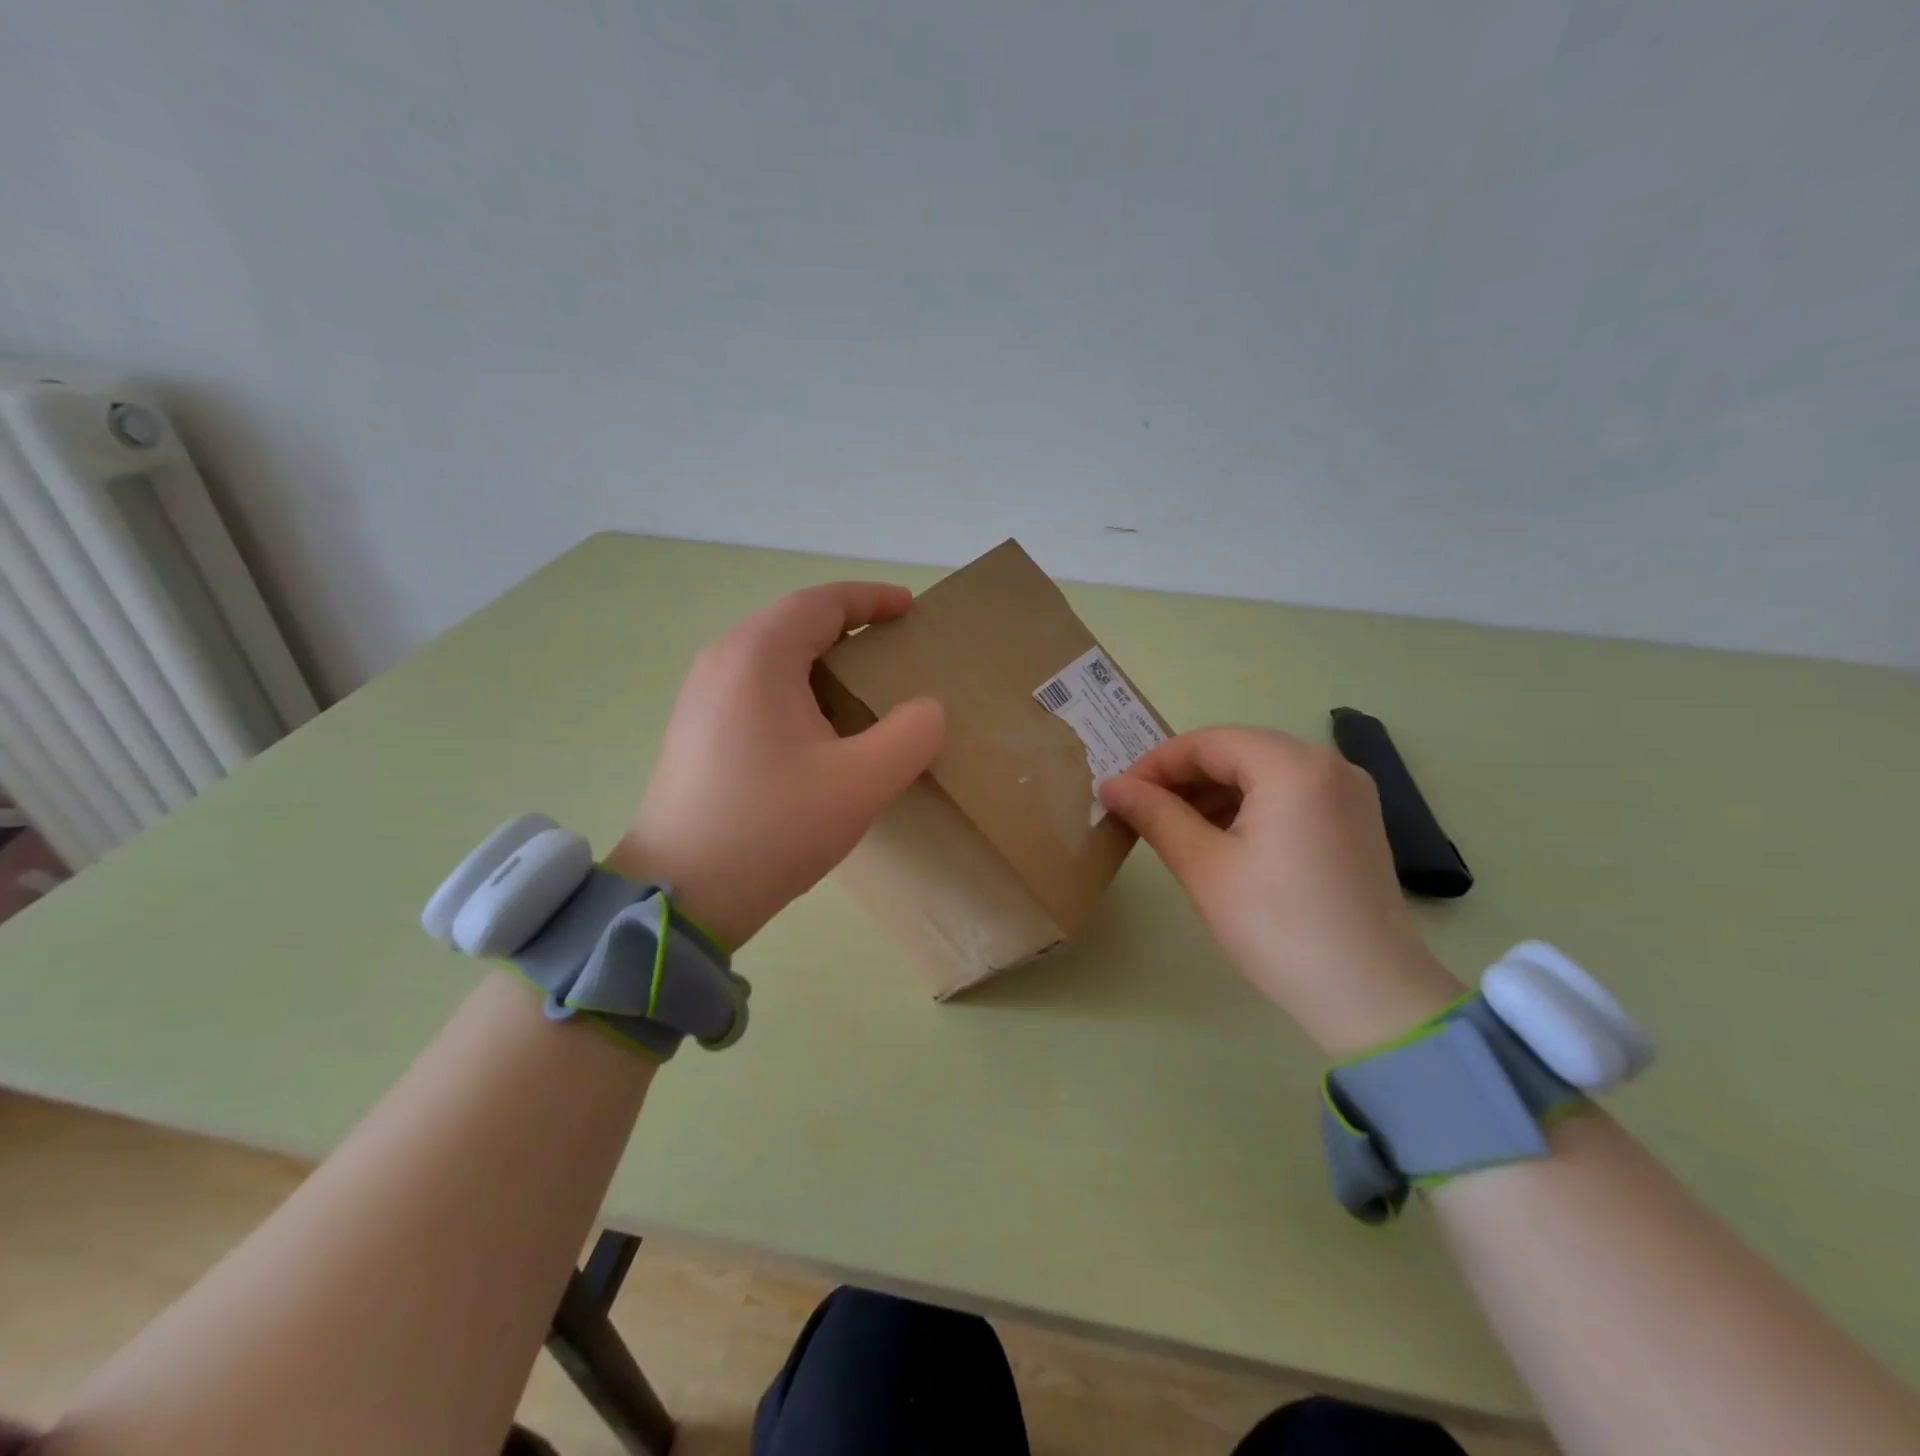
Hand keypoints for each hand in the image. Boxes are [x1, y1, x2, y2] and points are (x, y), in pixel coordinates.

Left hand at [608, 582, 943, 949]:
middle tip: (894, 647)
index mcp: (758, 656)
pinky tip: (819, 728)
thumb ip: (909, 736)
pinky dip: (797, 687)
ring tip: (864, 687)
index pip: (821, 602)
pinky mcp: (696, 729)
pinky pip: (755, 686)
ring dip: (822, 659)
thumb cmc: (771, 827)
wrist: (681, 894)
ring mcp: (701, 696)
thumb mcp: (860, 784)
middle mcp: (722, 661)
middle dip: (849, 626)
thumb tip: (927, 710)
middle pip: (794, 623)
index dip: (871, 598)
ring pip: (773, 655)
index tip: (909, 608)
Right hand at [1099, 726, 1463, 1054]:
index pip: (1208, 742)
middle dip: (1184, 777)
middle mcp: (1329, 765)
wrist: (1370, 997)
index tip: (1120, 793)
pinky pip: (1289, 794)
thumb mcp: (1204, 866)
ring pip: (1263, 772)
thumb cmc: (1278, 925)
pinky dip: (1248, 806)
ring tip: (1174, 827)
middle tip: (1141, 811)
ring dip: (1214, 792)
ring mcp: (1348, 793)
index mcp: (1293, 766)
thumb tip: (1112, 785)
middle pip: (1238, 751)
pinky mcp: (1356, 822)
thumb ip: (1155, 815)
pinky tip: (1220, 839)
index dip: (1156, 764)